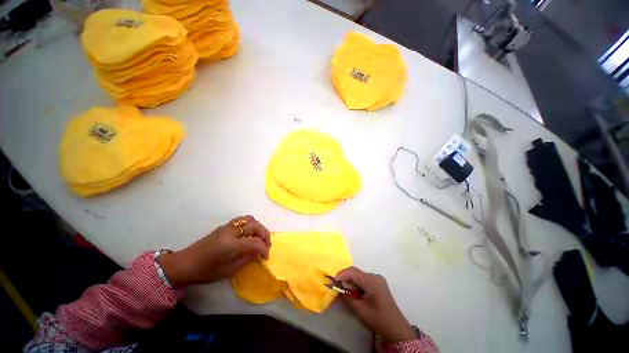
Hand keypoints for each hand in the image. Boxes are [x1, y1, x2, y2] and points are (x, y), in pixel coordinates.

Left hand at [159, 215, 270, 288]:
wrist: (185, 264)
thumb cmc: (206, 271)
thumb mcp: (228, 270)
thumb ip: (246, 259)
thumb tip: (258, 252)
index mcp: (231, 245)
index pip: (255, 242)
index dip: (264, 249)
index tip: (266, 257)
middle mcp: (231, 231)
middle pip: (255, 226)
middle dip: (265, 234)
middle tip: (266, 245)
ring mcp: (227, 227)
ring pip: (250, 219)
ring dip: (258, 227)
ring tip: (259, 237)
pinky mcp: (224, 226)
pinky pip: (242, 220)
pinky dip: (250, 225)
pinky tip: (249, 234)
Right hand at [336, 267, 415, 342]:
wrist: (396, 329)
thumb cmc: (378, 320)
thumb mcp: (360, 310)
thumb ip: (347, 297)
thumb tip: (337, 289)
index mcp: (372, 281)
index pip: (353, 272)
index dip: (341, 275)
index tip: (332, 282)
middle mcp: (374, 276)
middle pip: (355, 272)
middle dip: (344, 278)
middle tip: (336, 286)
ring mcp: (377, 279)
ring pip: (358, 275)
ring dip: (350, 281)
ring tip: (343, 290)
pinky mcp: (377, 284)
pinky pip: (363, 280)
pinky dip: (356, 284)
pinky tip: (353, 292)